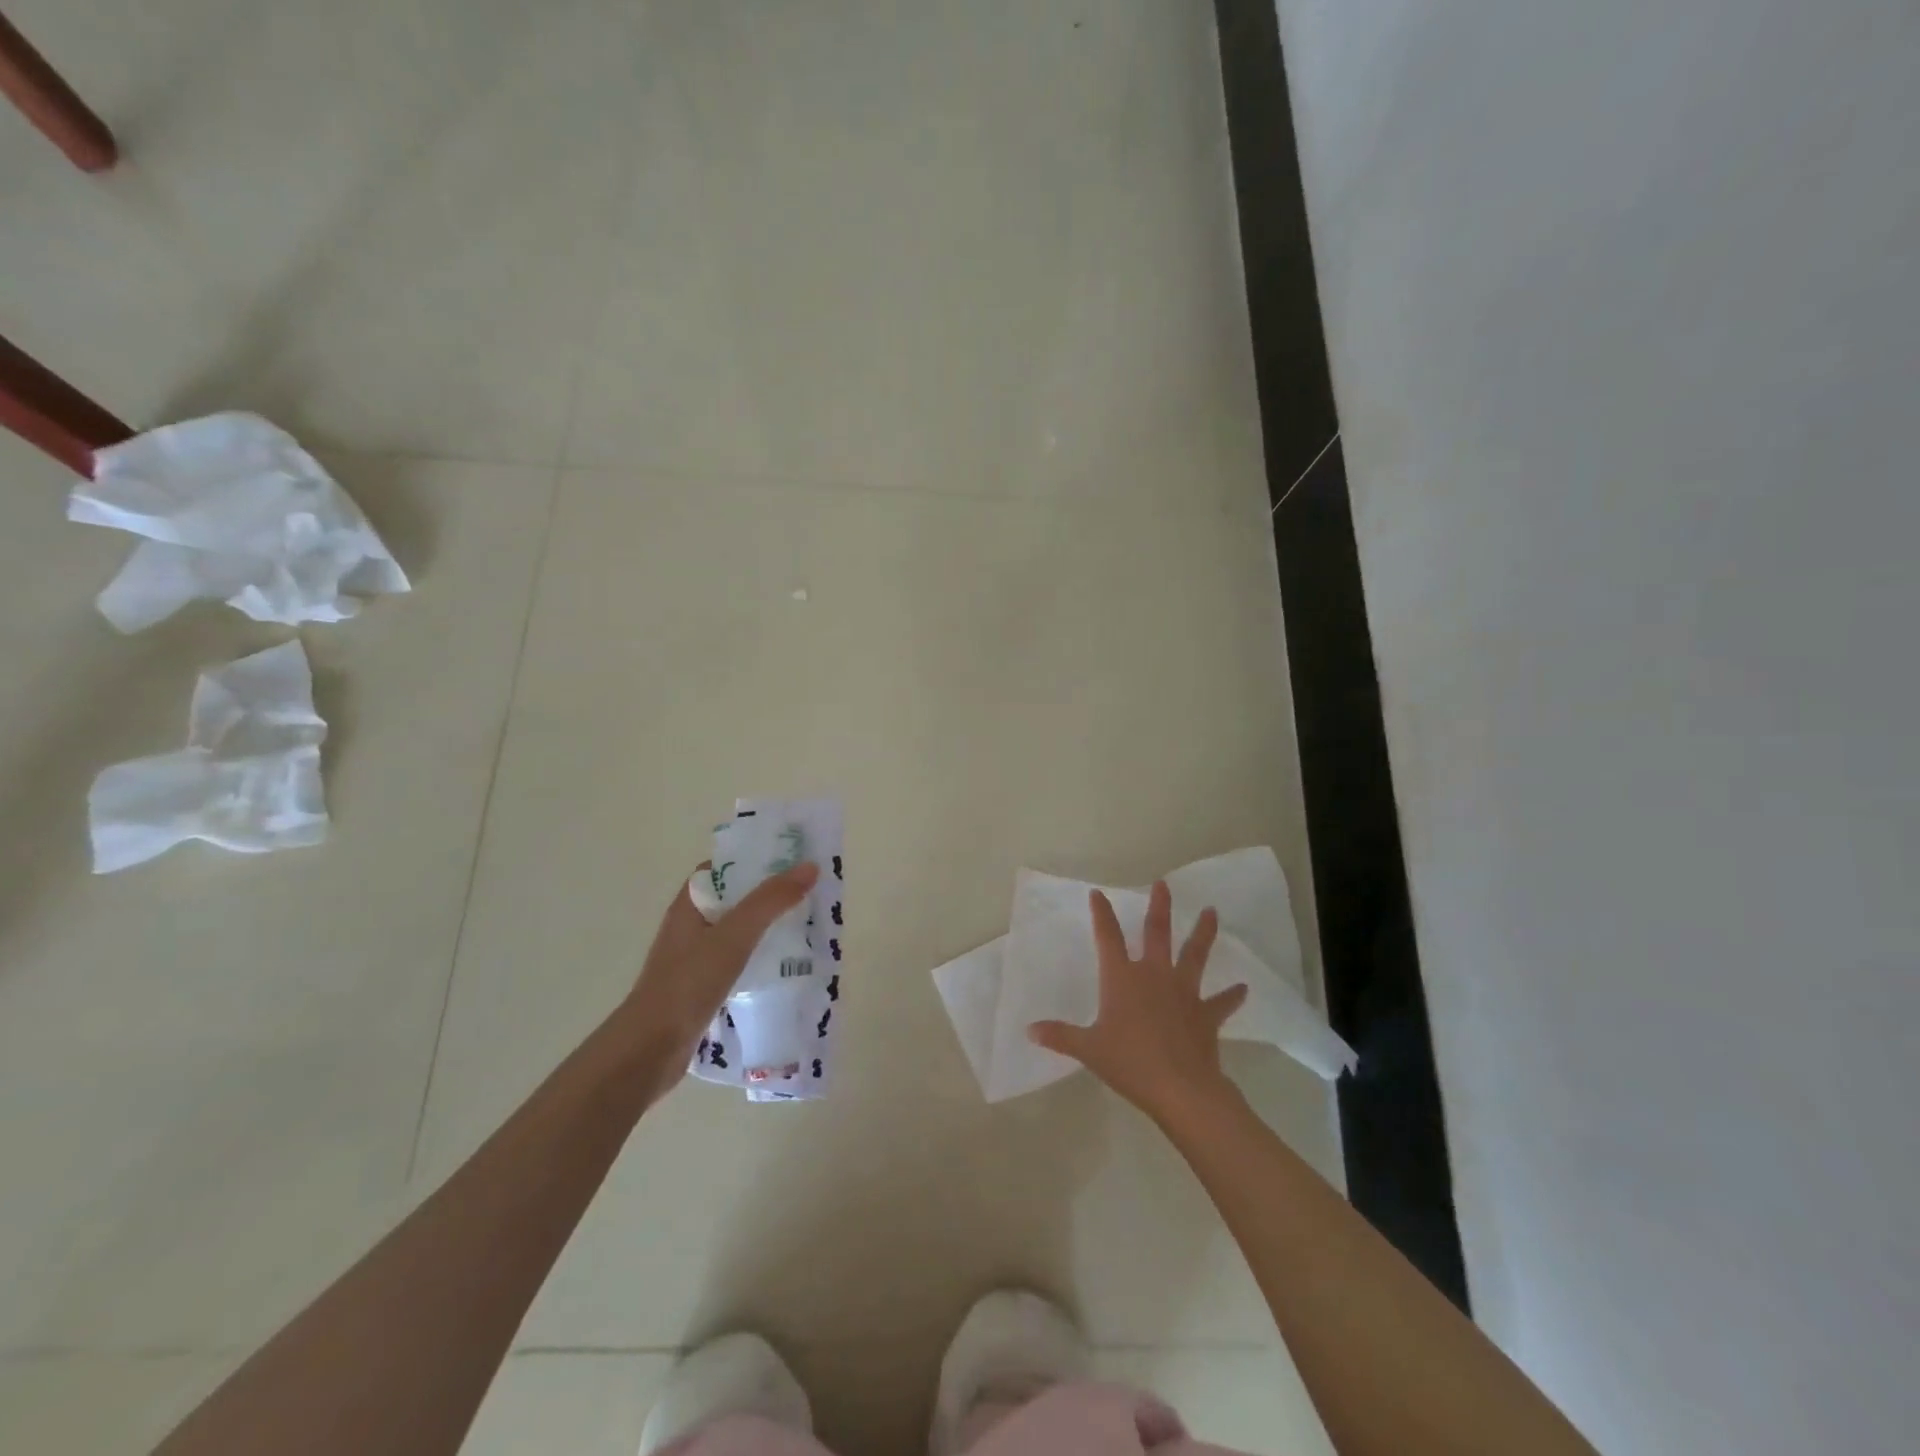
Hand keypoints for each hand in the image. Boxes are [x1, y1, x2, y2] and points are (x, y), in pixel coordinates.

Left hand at [619, 860, 818, 1099]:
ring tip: (808, 926)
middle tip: (811, 892)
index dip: (755, 859)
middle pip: (736, 900)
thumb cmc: (688, 983)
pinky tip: (787, 967)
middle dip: (771, 895)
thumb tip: (809, 866)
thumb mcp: (734, 935)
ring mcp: (696, 959)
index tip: (792, 859)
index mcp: (690, 905)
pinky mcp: (704, 988)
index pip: (724, 869)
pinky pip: (740, 962)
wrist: (651, 1049)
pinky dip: (762, 959)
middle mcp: (691, 927)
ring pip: (740, 933)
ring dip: (769, 928)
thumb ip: (770, 901)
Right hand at [1028, 881, 1246, 1122]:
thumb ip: (1060, 1036)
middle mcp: (1154, 975)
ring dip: (1203, 933)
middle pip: (1157, 932)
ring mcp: (1184, 992)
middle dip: (1159, 906)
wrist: (1180, 1088)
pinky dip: (1232, 995)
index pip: (1108, 937)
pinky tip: (1243, 988)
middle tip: (1163, 883)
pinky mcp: (1206, 1014)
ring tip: (1212, 912)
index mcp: (1122, 978)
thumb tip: (1030, 1030)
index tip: (1098, 894)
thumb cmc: (1129, 1063)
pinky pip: (1221, 1002)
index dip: (1102, 914)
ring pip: (1195, 954)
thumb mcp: (1089, 1050)